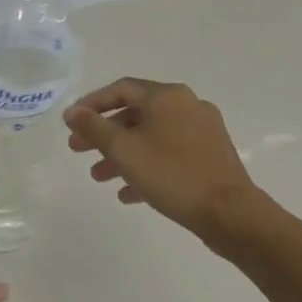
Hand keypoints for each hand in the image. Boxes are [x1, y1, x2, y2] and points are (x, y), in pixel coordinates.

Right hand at [65, 77, 263, 239]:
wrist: (229, 213)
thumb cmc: (171, 174)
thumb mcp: (123, 150)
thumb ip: (93, 127)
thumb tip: (72, 112)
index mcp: (167, 96)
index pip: (121, 89)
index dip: (92, 104)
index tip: (71, 122)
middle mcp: (187, 106)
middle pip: (135, 114)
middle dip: (104, 133)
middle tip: (78, 150)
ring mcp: (202, 132)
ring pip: (151, 137)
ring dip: (122, 154)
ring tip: (98, 177)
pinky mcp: (210, 157)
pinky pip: (169, 156)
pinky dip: (146, 168)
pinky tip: (128, 194)